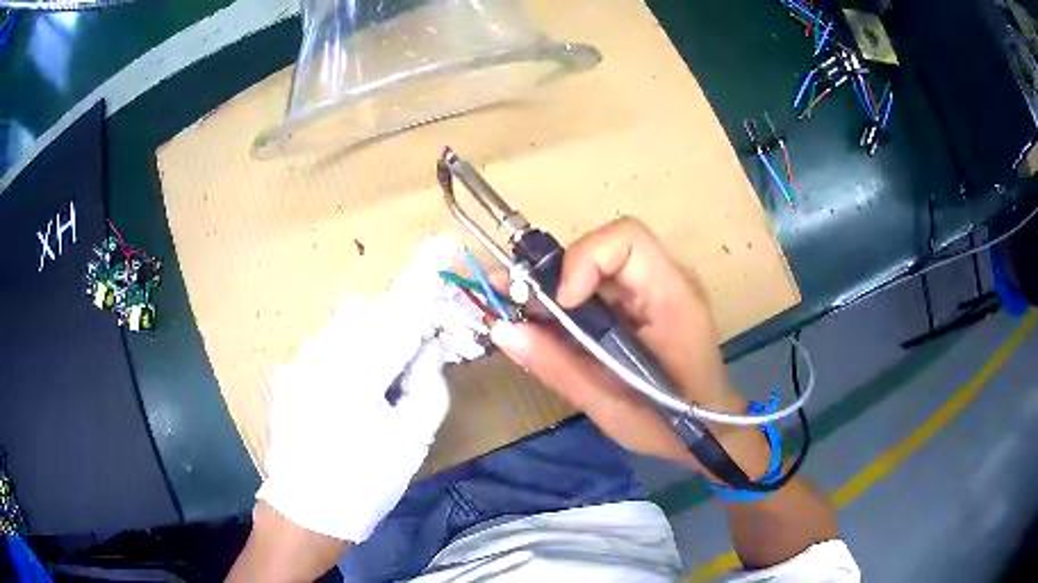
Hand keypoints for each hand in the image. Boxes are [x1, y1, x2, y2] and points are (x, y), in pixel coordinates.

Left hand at [257, 237, 459, 543]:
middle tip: (419, 358)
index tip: (443, 241)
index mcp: (355, 373)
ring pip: (346, 327)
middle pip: (369, 312)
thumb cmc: (364, 483)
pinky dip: (347, 356)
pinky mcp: (288, 372)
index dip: (424, 274)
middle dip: (399, 322)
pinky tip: (349, 395)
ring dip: (372, 340)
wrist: (304, 512)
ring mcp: (298, 361)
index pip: (399, 311)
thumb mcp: (412, 440)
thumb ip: (428, 384)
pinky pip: (326, 346)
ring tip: (380, 385)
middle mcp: (320, 354)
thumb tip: (428, 349)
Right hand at [491, 218, 768, 474]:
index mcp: (672, 298)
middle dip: (555, 272)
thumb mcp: (609, 404)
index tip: (560, 303)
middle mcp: (666, 282)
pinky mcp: (643, 306)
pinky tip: (542, 327)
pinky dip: (568, 305)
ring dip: (554, 288)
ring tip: (516, 312)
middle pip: (604, 249)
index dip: (584, 259)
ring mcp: (655, 293)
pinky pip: (599, 291)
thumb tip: (502, 329)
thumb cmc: (670, 424)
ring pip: (595, 268)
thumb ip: (557, 365)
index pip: (627, 239)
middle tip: (512, 299)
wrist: (709, 431)